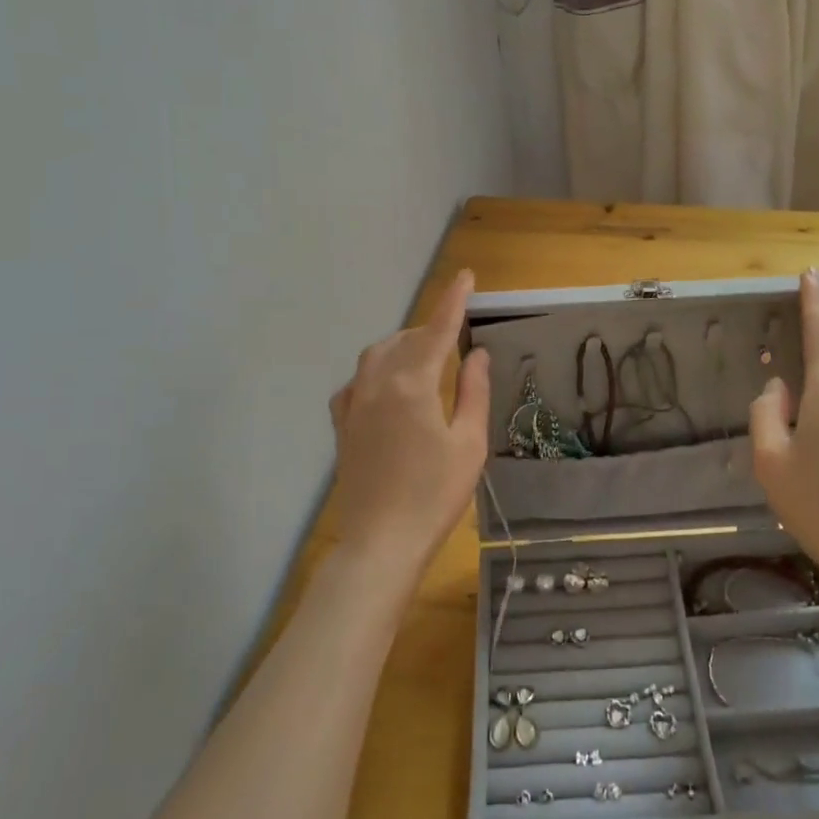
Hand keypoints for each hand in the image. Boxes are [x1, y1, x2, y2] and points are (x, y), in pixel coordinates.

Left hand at [327, 270, 490, 585]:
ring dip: (403, 346)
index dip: (453, 301)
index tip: (466, 276)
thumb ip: (474, 392)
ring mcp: (353, 403)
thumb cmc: (435, 494)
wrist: (380, 541)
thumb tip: (476, 354)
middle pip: (405, 339)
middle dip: (430, 329)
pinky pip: (358, 381)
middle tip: (456, 339)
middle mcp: (377, 383)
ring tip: (426, 359)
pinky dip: (377, 371)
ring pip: (377, 355)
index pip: (436, 330)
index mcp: (412, 383)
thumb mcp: (469, 443)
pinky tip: (388, 386)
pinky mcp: (342, 424)